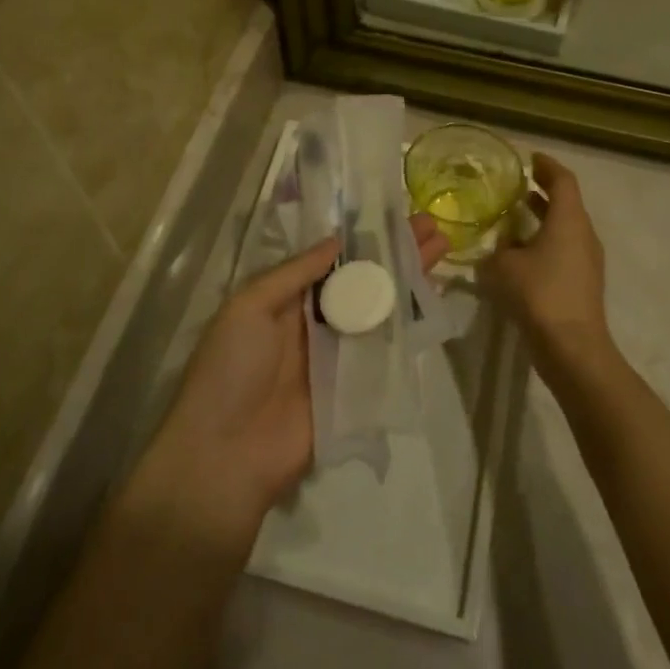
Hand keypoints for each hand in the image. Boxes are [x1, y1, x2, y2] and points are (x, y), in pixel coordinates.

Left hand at [147, 217, 449, 528]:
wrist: (227, 454)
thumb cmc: (231, 368)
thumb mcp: (249, 306)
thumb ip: (294, 273)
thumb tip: (337, 240)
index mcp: (286, 300)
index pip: (333, 261)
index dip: (363, 239)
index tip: (395, 215)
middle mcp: (317, 322)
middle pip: (364, 281)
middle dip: (396, 254)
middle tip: (432, 226)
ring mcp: (340, 355)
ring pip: (382, 310)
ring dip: (410, 280)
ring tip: (442, 248)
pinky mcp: (359, 387)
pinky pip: (389, 350)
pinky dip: (412, 325)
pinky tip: (435, 299)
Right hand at [478, 153, 616, 387]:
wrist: (572, 348)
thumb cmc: (538, 294)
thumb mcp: (503, 266)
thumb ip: (497, 249)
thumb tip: (497, 247)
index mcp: (569, 220)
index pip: (563, 180)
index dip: (547, 166)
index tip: (529, 159)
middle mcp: (583, 234)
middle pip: (566, 203)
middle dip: (541, 192)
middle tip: (515, 186)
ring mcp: (587, 261)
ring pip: (565, 229)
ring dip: (541, 219)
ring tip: (512, 218)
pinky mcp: (583, 283)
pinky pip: (563, 251)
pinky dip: (544, 243)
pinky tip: (519, 254)